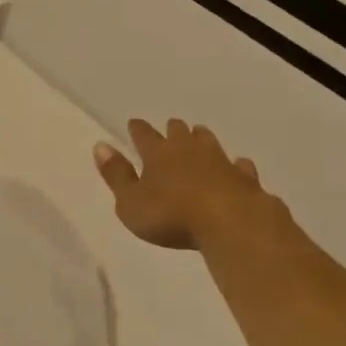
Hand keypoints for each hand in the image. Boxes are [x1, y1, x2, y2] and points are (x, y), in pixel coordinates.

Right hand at [94, 118, 306, 255]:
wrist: (231, 222)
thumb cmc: (172, 216)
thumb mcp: (131, 202)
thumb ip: (116, 175)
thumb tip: (100, 146)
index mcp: (158, 154)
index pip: (144, 135)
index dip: (137, 129)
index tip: (134, 123)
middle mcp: (189, 149)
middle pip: (179, 132)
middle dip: (172, 129)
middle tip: (170, 127)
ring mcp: (220, 161)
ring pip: (208, 141)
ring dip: (201, 138)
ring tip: (198, 135)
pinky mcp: (244, 177)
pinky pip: (239, 165)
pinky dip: (234, 164)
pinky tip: (237, 165)